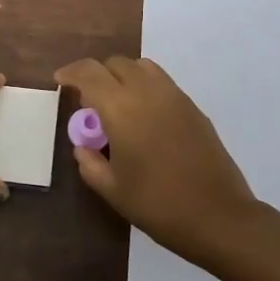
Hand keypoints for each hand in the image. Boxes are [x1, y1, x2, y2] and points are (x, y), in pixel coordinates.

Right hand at [54, 55, 261, 267]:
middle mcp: (147, 91)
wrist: (218, 217)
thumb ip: (89, 163)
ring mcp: (174, 96)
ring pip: (142, 67)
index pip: (89, 72)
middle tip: (89, 102)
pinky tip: (144, 119)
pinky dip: (145, 88)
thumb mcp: (112, 189)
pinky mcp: (193, 107)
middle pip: (115, 63)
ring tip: (117, 105)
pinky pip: (162, 82)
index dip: (71, 72)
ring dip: (123, 76)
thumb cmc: (157, 204)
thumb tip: (84, 147)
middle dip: (97, 75)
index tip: (60, 81)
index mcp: (121, 108)